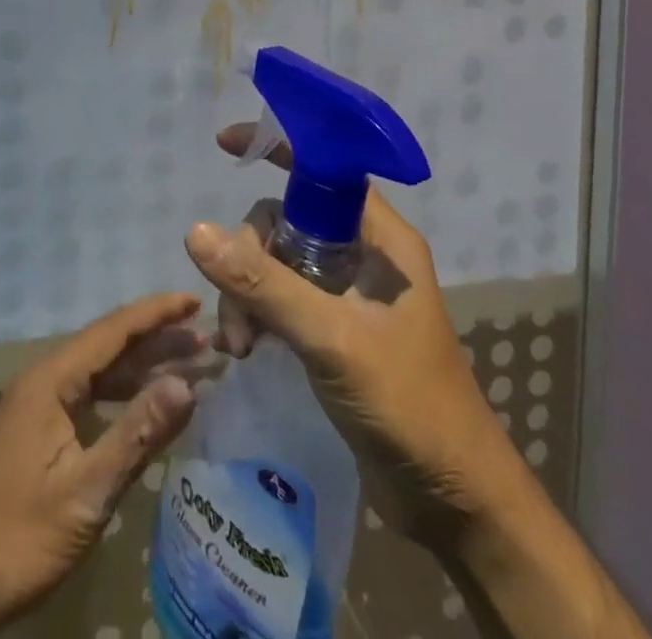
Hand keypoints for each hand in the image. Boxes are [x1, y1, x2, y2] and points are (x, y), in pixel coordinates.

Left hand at [0, 293, 207, 638]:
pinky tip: (143, 410)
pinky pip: (86, 398)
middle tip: (207, 340)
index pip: (112, 330)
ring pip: (97, 374)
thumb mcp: (85, 492)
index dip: (156, 313)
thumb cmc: (14, 537)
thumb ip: (136, 435)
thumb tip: (187, 384)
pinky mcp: (34, 434)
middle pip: (107, 347)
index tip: (195, 300)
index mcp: (51, 380)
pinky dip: (120, 398)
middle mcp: (43, 381)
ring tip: (189, 369)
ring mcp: (36, 408)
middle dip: (156, 340)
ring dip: (141, 369)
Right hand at [185, 125, 515, 555]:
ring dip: (248, 292)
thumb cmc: (408, 407)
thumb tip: (195, 231)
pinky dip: (258, 313)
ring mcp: (347, 293)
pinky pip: (282, 296)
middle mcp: (364, 255)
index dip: (278, 147)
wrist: (456, 505)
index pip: (324, 169)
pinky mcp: (334, 329)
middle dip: (250, 256)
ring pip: (277, 260)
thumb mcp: (331, 339)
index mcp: (381, 239)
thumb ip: (264, 284)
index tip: (225, 145)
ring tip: (240, 345)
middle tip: (238, 311)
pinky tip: (246, 349)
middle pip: (286, 219)